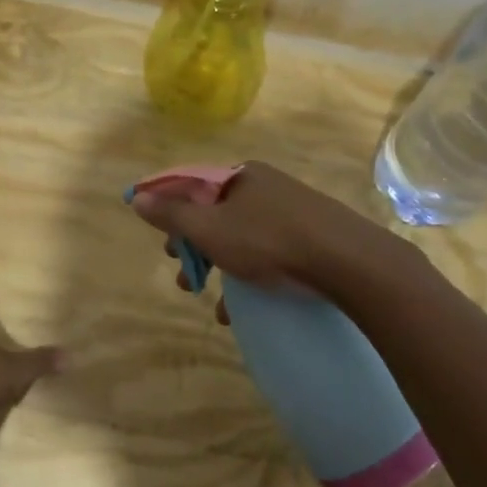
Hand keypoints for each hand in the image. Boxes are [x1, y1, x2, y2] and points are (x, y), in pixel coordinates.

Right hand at [128, 162, 398, 307]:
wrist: (348, 261)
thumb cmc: (269, 241)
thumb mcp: (211, 229)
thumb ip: (173, 214)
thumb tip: (138, 197)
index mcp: (241, 177)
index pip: (192, 185)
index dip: (169, 211)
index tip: (158, 241)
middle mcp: (267, 187)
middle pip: (217, 214)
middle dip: (195, 248)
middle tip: (183, 275)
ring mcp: (293, 211)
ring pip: (243, 238)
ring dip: (221, 267)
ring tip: (209, 299)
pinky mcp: (313, 237)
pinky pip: (270, 253)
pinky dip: (250, 277)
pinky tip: (241, 309)